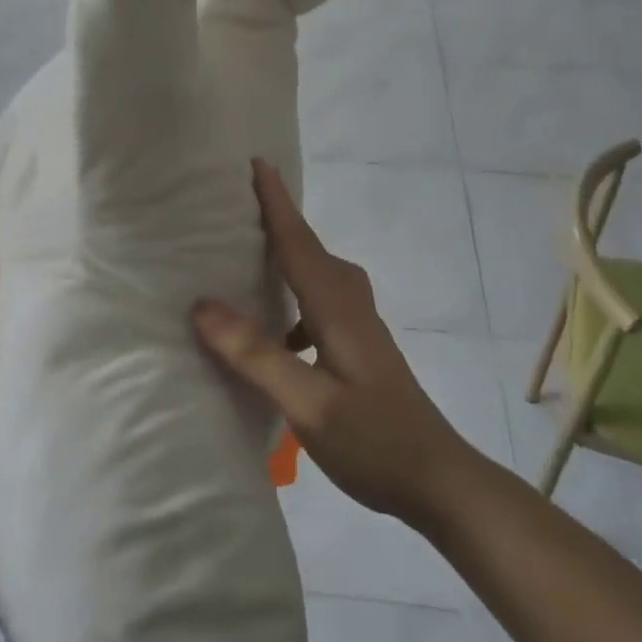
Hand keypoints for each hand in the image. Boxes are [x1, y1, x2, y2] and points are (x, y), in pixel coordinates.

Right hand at [193, 162, 472, 525]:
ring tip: (250, 257)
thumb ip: (257, 354)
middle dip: (280, 221)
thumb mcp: (309, 404)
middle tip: (243, 200)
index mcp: (338, 309)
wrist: (438, 480)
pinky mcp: (361, 349)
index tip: (257, 162)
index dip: (277, 203)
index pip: (299, 243)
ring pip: (318, 277)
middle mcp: (351, 307)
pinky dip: (295, 299)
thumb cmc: (374, 440)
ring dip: (288, 258)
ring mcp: (360, 329)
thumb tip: (202, 304)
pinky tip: (277, 332)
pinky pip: (320, 305)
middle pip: (311, 251)